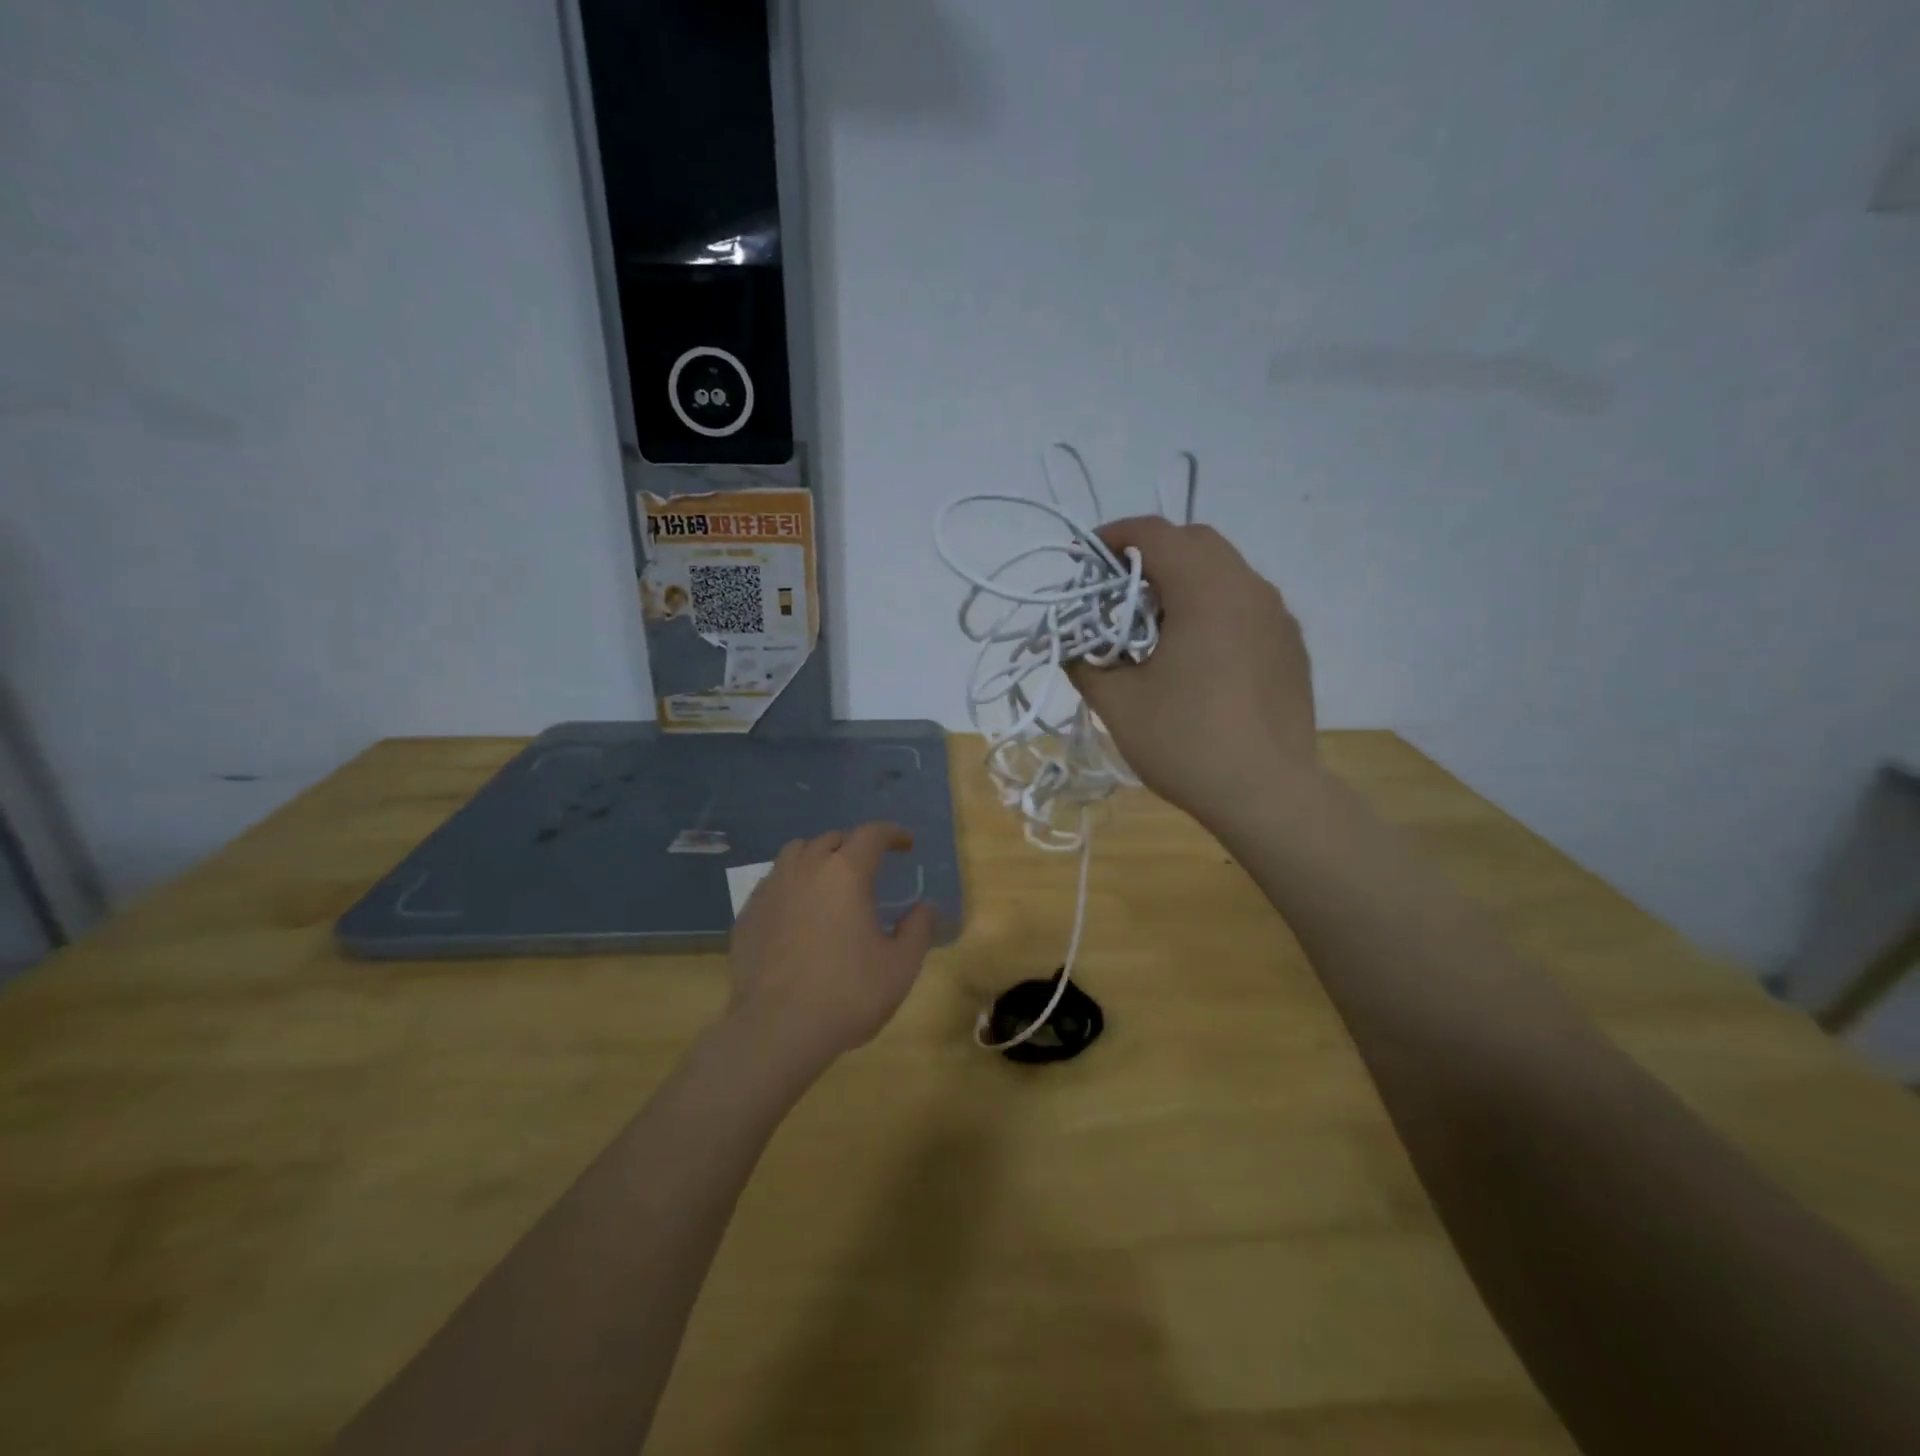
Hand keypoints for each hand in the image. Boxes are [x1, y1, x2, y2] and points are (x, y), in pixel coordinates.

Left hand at [725, 823, 937, 1074]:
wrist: (777, 1029)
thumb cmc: (847, 993)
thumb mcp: (900, 966)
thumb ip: (918, 929)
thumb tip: (926, 907)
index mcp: (846, 873)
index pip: (872, 834)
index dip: (892, 834)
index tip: (906, 843)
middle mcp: (806, 869)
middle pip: (832, 839)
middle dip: (854, 845)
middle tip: (869, 865)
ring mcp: (771, 889)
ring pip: (795, 853)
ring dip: (817, 857)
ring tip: (829, 879)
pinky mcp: (747, 914)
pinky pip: (772, 883)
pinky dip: (791, 884)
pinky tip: (797, 911)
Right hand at [1069, 517, 1318, 830]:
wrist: (1267, 793)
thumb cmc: (1185, 742)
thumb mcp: (1117, 704)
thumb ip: (1085, 663)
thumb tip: (1070, 648)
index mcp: (1206, 590)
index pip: (1155, 534)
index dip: (1113, 537)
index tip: (1084, 559)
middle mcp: (1249, 588)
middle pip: (1195, 542)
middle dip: (1150, 553)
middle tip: (1116, 590)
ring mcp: (1277, 617)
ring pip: (1225, 571)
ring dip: (1184, 580)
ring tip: (1153, 623)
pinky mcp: (1290, 646)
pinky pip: (1246, 604)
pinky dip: (1213, 607)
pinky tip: (1196, 653)